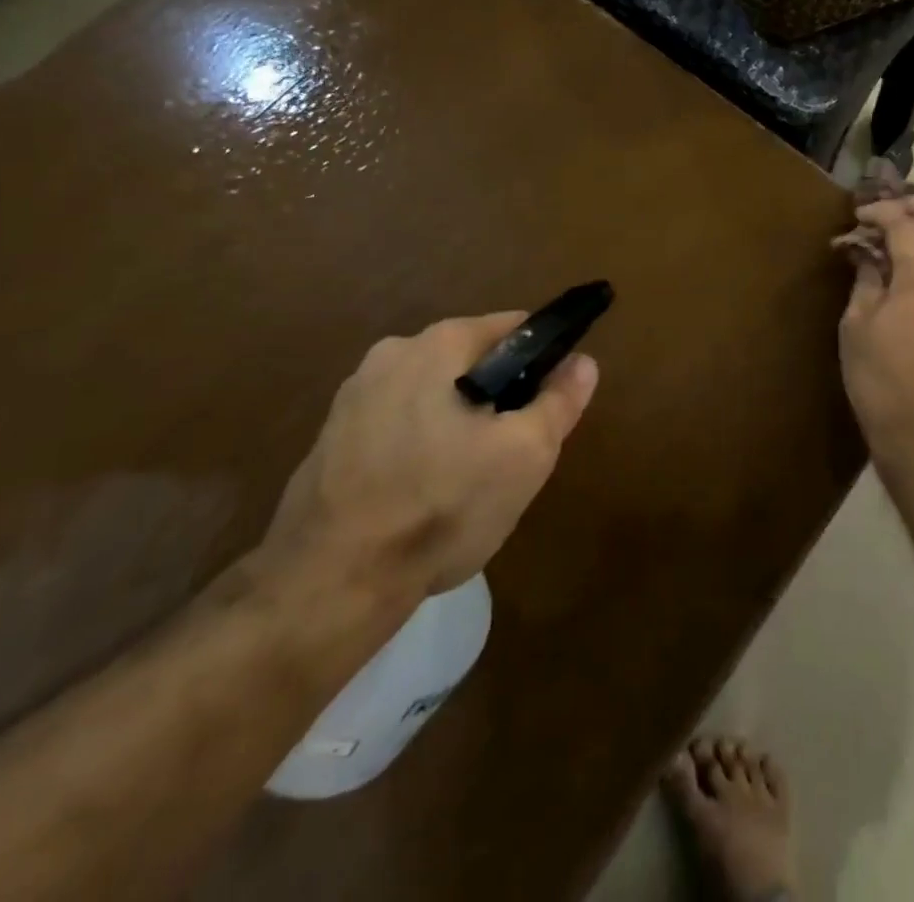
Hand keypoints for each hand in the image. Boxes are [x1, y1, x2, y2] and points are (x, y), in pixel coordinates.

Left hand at [262, 313, 598, 600]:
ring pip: (433, 395)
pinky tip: (423, 495)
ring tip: (468, 482)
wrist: (329, 584)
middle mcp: (392, 352)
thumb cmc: (441, 506)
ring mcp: (354, 395)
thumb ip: (559, 402)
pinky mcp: (331, 437)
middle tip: (512, 453)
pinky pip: (397, 424)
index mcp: (438, 343)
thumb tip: (584, 362)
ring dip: (459, 423)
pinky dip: (420, 446)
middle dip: (500, 397)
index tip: (549, 405)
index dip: (544, 360)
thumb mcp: (524, 455)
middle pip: (471, 362)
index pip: (513, 328)